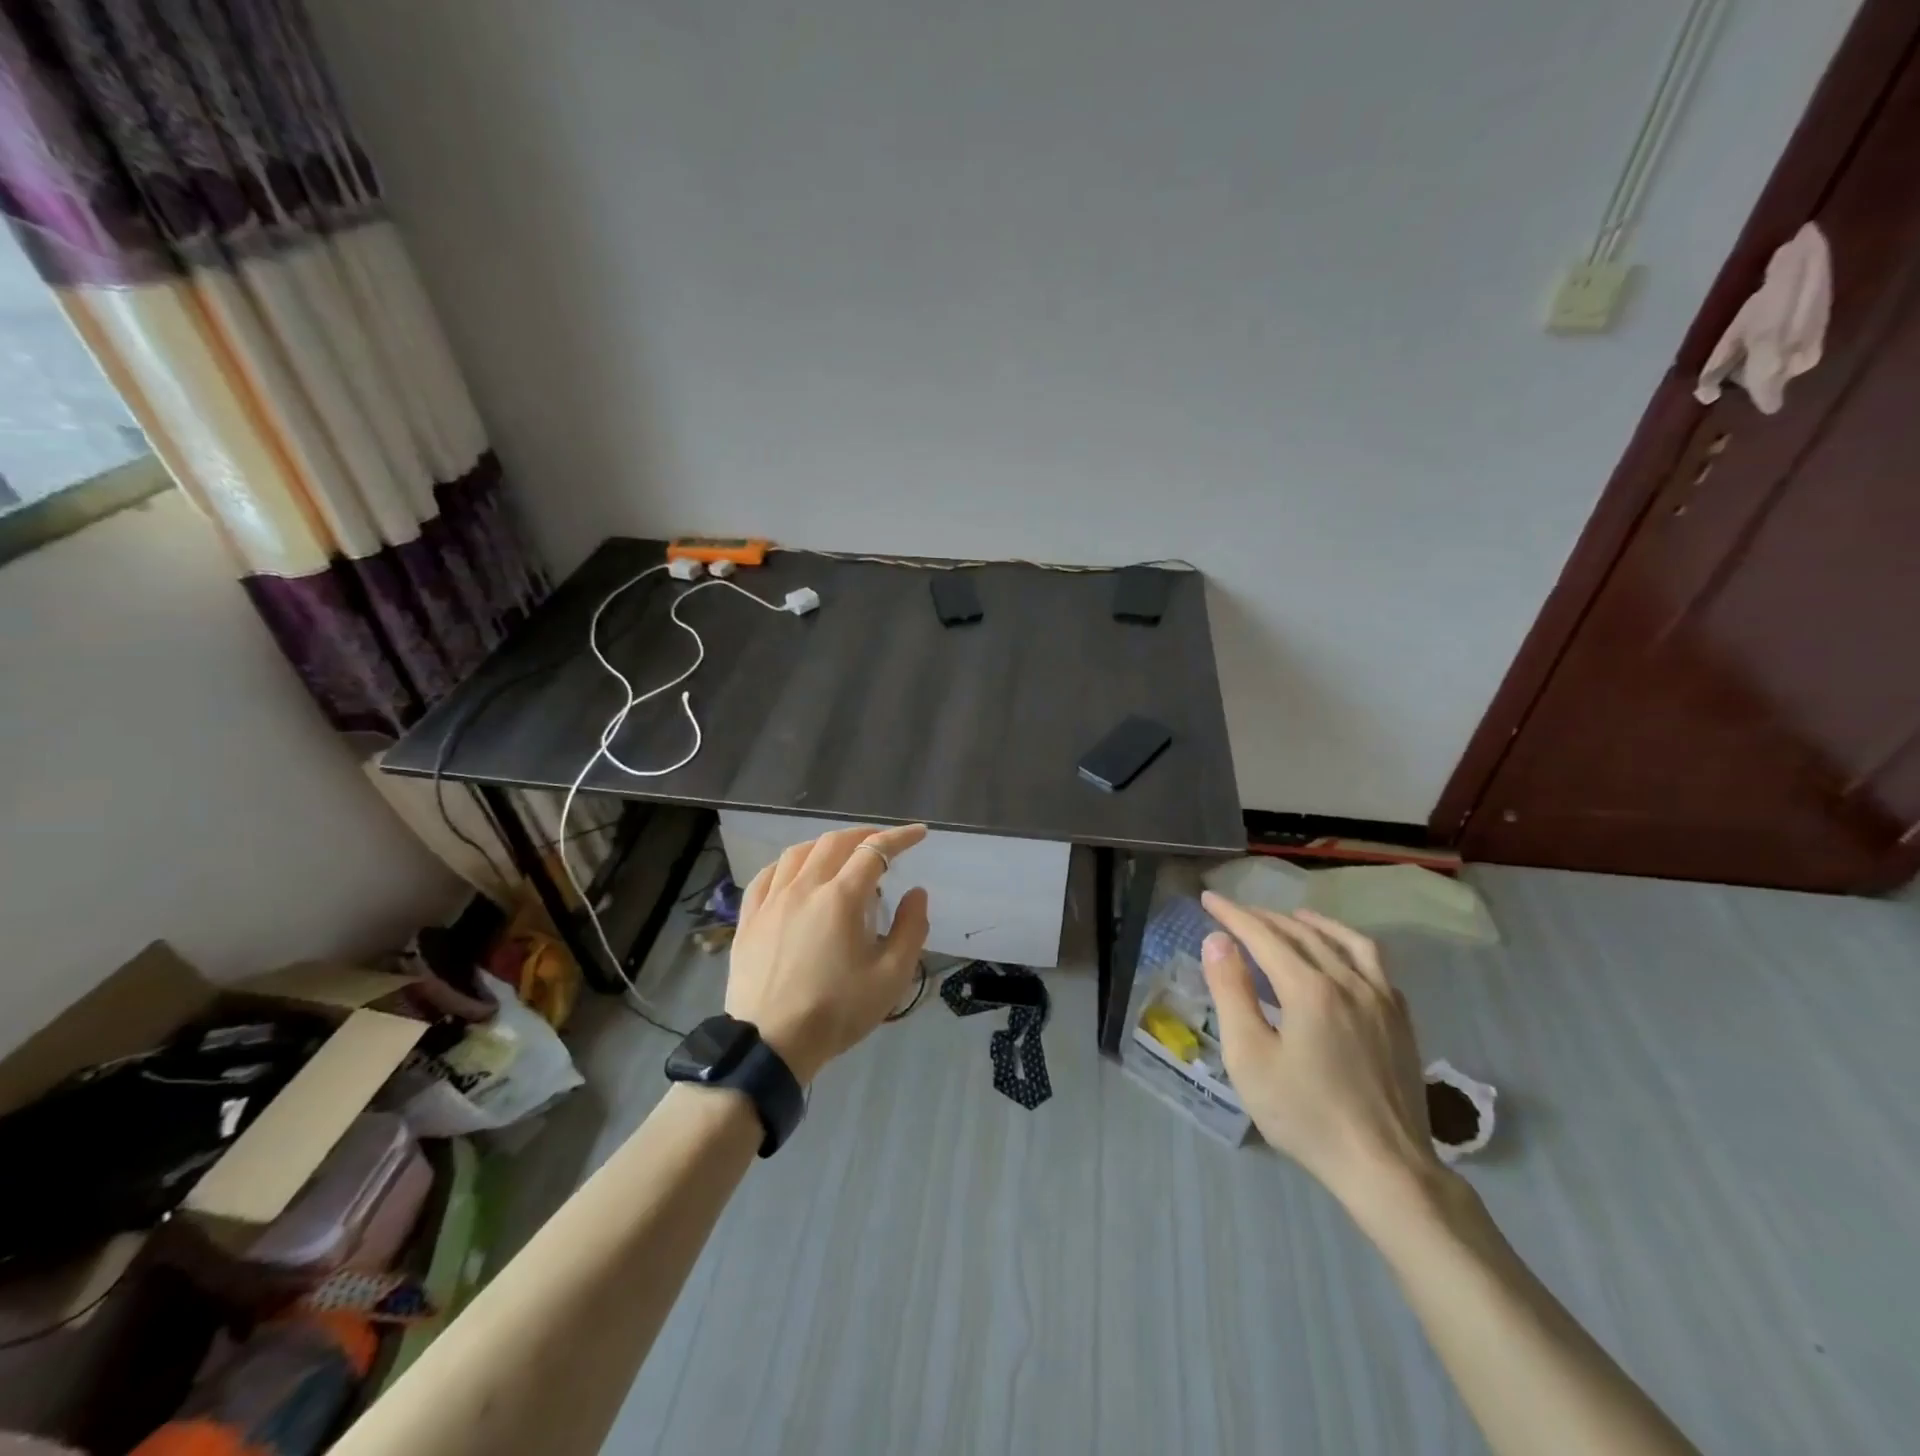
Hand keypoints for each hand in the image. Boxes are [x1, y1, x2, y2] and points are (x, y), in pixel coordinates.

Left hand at [726, 824, 930, 1083]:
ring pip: (799, 852)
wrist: (770, 1044)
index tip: (919, 834)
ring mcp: (772, 901)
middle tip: (883, 844)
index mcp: (841, 898)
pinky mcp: (749, 918)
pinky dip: (788, 864)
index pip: (875, 851)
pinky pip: (767, 875)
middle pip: (835, 842)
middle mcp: (805, 887)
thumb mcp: (890, 977)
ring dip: (826, 845)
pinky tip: (795, 872)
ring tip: (841, 854)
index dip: (900, 837)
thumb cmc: (836, 1011)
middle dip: (864, 836)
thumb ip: (911, 929)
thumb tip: (916, 894)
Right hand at [1200, 894, 1443, 1217]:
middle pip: (1302, 933)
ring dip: (1312, 923)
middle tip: (1235, 913)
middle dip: (1264, 917)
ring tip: (1292, 918)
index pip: (1263, 935)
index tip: (1208, 898)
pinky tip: (1341, 957)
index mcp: (1309, 988)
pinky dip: (1348, 946)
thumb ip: (1231, 992)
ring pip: (1345, 940)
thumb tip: (1218, 940)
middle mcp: (1348, 981)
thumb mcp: (1250, 1057)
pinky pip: (1374, 963)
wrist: (1386, 1167)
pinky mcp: (1400, 1020)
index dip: (1233, 915)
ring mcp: (1381, 999)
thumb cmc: (1306, 1114)